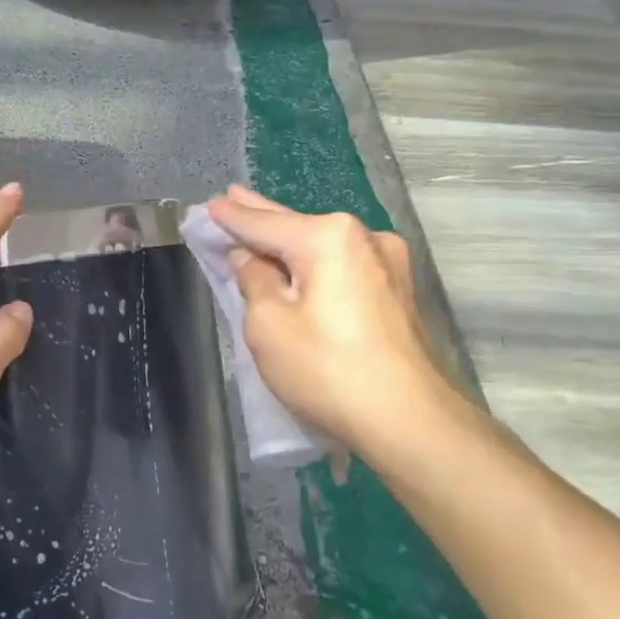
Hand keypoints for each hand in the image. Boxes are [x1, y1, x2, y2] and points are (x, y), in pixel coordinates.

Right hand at [207, 186, 460, 460]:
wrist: (409, 421)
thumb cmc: (327, 369)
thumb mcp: (268, 325)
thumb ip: (254, 281)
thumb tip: (250, 259)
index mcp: (329, 237)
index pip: (265, 223)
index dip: (232, 217)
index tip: (210, 204)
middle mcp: (364, 238)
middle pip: (297, 227)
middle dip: (261, 216)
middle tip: (232, 197)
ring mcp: (388, 265)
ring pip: (323, 247)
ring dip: (290, 243)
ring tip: (261, 230)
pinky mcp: (397, 292)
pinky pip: (342, 267)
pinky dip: (315, 264)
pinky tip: (298, 264)